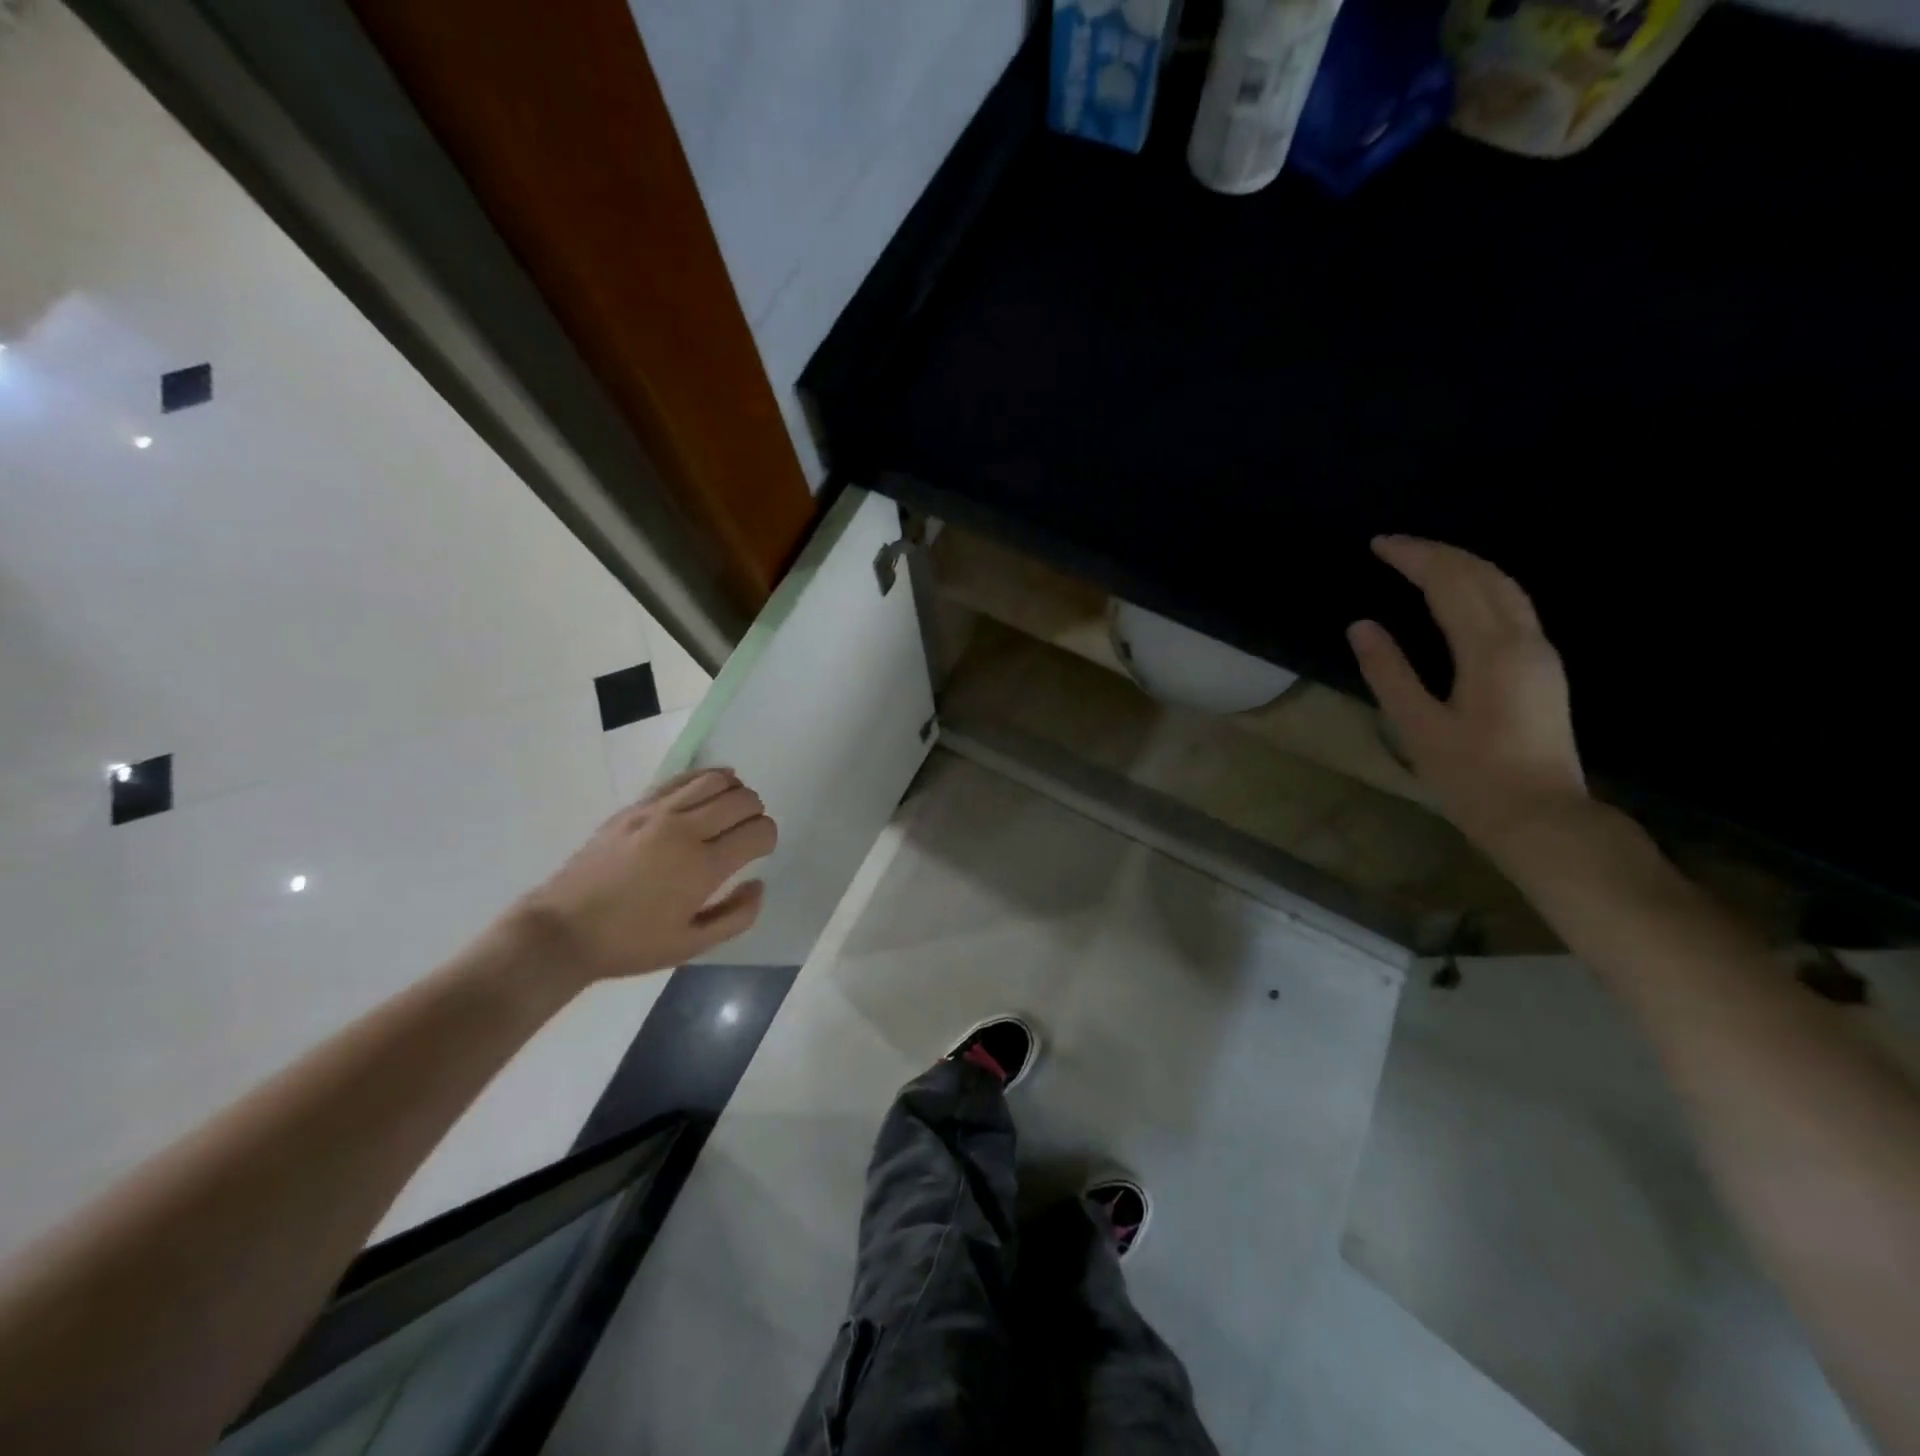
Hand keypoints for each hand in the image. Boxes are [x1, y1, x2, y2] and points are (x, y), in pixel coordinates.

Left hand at [509, 768, 776, 985]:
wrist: (563, 930)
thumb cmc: (631, 943)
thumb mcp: (692, 946)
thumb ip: (737, 916)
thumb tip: (759, 883)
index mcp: (703, 867)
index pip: (759, 831)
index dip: (768, 839)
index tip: (759, 852)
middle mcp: (686, 830)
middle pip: (743, 800)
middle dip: (756, 814)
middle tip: (746, 833)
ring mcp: (658, 812)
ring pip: (717, 780)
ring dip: (735, 792)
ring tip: (730, 810)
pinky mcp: (637, 805)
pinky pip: (684, 777)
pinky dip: (707, 778)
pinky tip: (710, 789)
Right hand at [1348, 535, 1587, 854]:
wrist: (1542, 818)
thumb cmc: (1472, 778)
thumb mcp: (1418, 727)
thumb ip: (1390, 672)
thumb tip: (1361, 626)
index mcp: (1490, 651)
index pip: (1451, 583)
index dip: (1414, 557)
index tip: (1378, 545)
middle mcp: (1524, 640)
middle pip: (1485, 575)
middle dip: (1438, 552)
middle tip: (1394, 546)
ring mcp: (1541, 653)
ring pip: (1506, 587)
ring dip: (1463, 565)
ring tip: (1422, 561)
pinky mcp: (1544, 668)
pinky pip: (1513, 606)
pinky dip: (1480, 586)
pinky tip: (1459, 595)